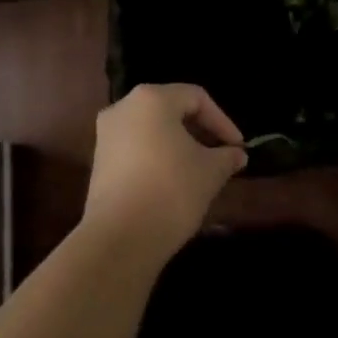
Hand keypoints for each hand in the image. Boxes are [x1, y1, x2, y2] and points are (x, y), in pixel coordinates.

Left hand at [83, 85, 246, 262]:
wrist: (119, 239)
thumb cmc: (170, 191)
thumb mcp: (210, 172)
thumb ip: (226, 157)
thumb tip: (237, 154)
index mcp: (152, 98)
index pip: (196, 98)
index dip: (222, 121)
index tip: (238, 147)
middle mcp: (124, 107)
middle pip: (171, 109)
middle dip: (200, 131)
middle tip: (221, 155)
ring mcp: (107, 134)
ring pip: (152, 129)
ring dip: (178, 144)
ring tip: (199, 169)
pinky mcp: (99, 161)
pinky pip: (136, 147)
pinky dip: (157, 156)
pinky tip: (172, 181)